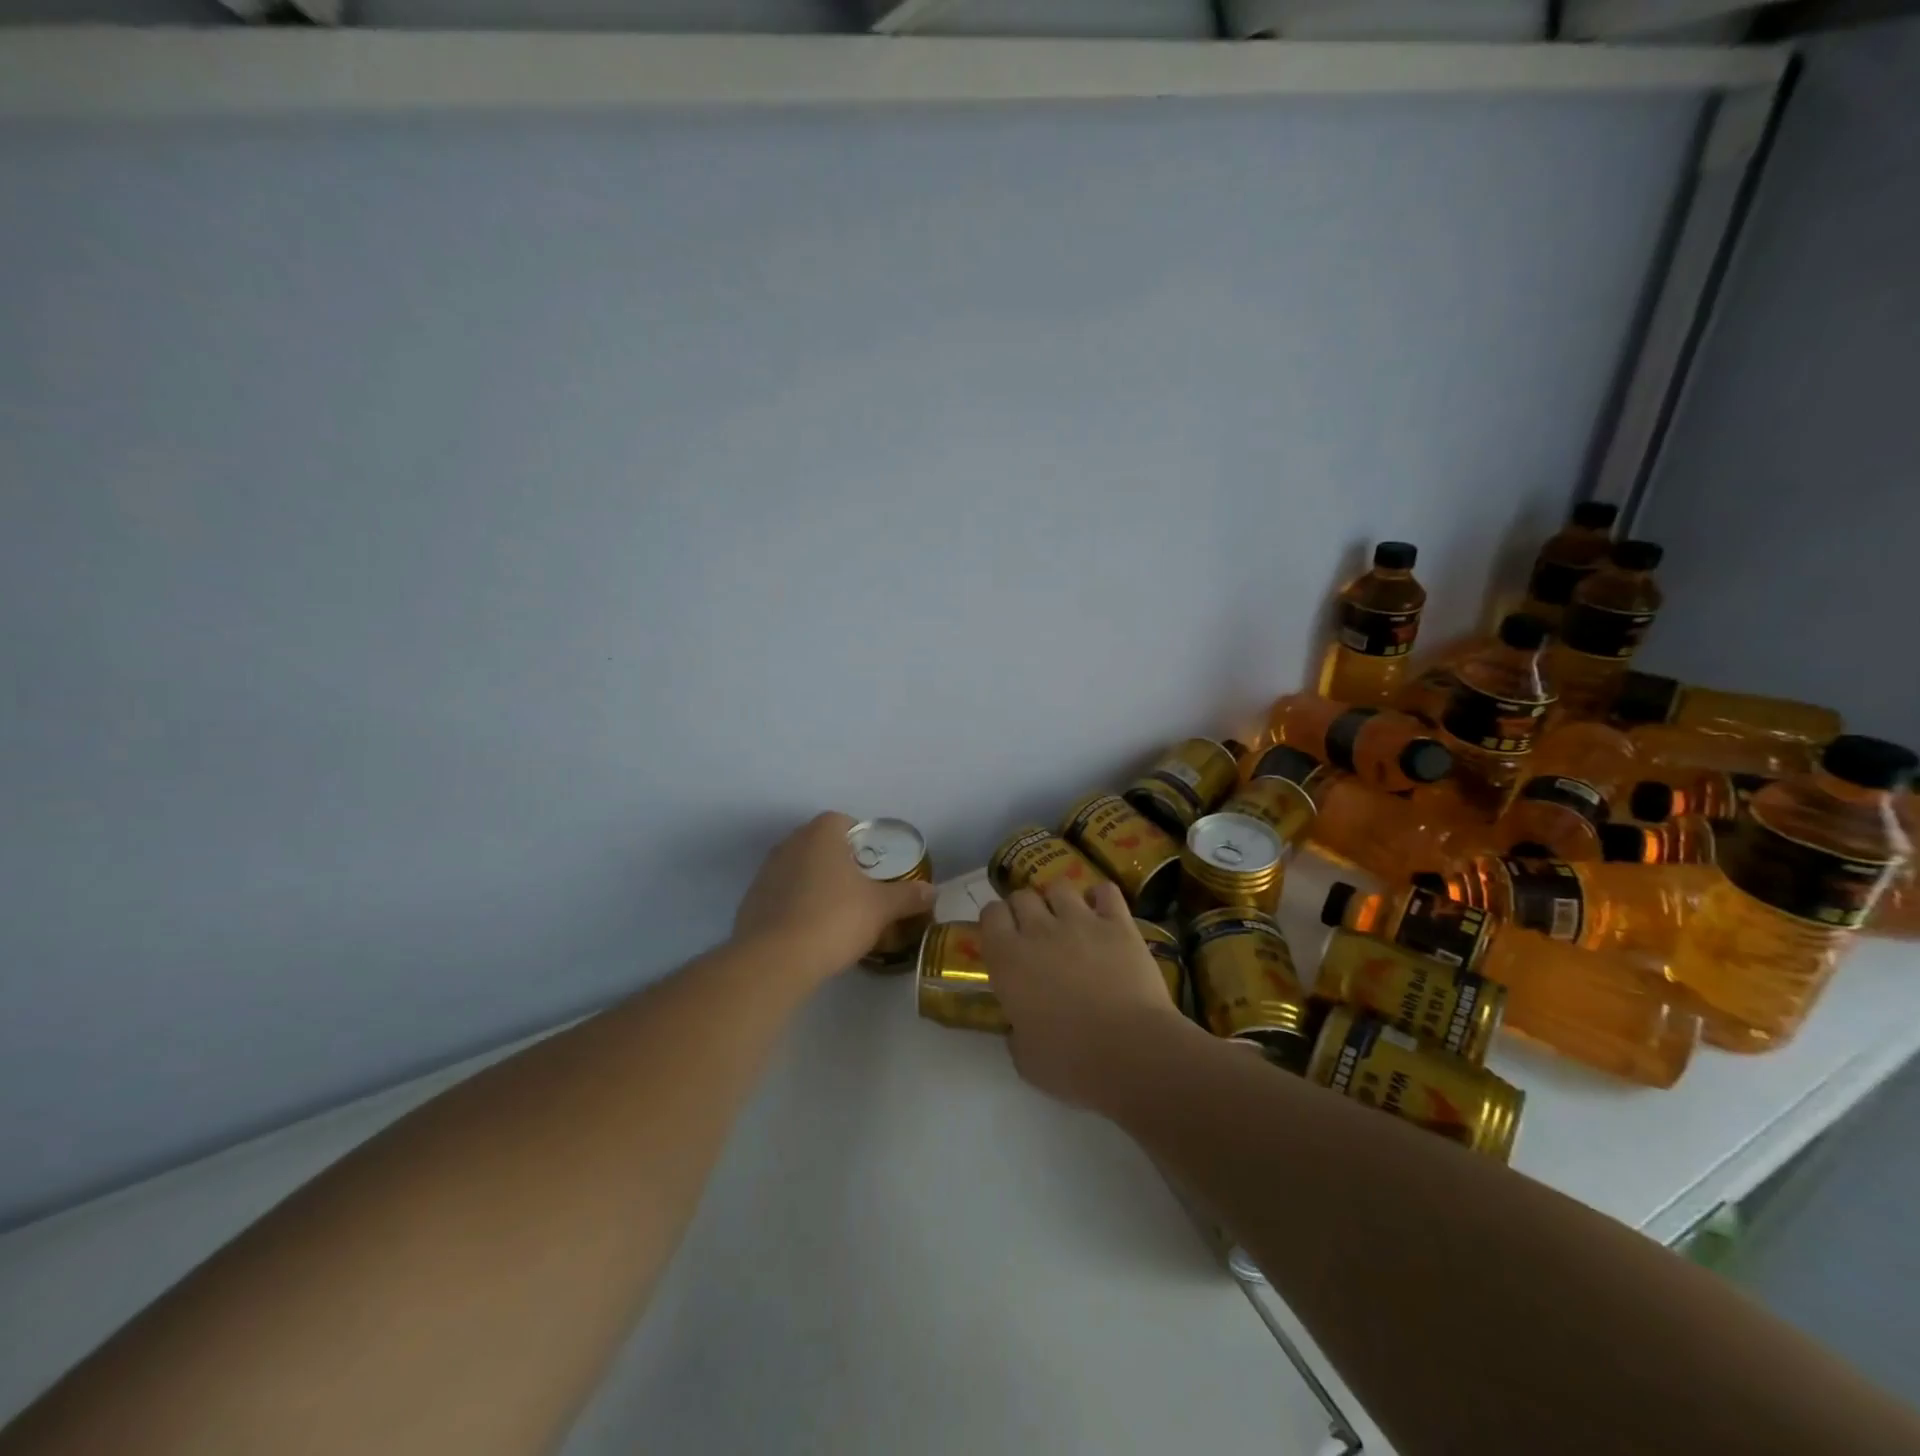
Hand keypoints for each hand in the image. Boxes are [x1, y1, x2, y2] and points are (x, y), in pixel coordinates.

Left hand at [733, 812, 936, 980]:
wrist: (774, 960)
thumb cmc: (834, 919)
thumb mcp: (881, 908)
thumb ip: (907, 896)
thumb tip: (932, 890)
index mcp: (821, 834)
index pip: (844, 822)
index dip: (862, 840)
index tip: (875, 865)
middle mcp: (790, 843)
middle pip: (820, 844)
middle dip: (840, 862)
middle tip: (861, 889)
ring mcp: (766, 871)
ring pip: (799, 868)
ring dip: (816, 883)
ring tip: (836, 913)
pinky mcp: (751, 901)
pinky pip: (781, 894)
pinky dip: (795, 905)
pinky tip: (809, 932)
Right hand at [980, 881, 1193, 1109]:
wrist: (1132, 1052)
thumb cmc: (1072, 1062)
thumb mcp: (1025, 1058)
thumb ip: (1016, 1032)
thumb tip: (1019, 1026)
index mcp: (1008, 960)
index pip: (990, 914)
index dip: (995, 921)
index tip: (1002, 936)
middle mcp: (1039, 930)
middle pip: (1022, 896)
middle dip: (1024, 908)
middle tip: (1034, 931)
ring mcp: (1081, 921)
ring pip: (1060, 886)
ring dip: (1059, 900)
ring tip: (1068, 919)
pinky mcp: (1118, 923)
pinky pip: (1105, 891)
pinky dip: (1101, 897)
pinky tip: (1103, 913)